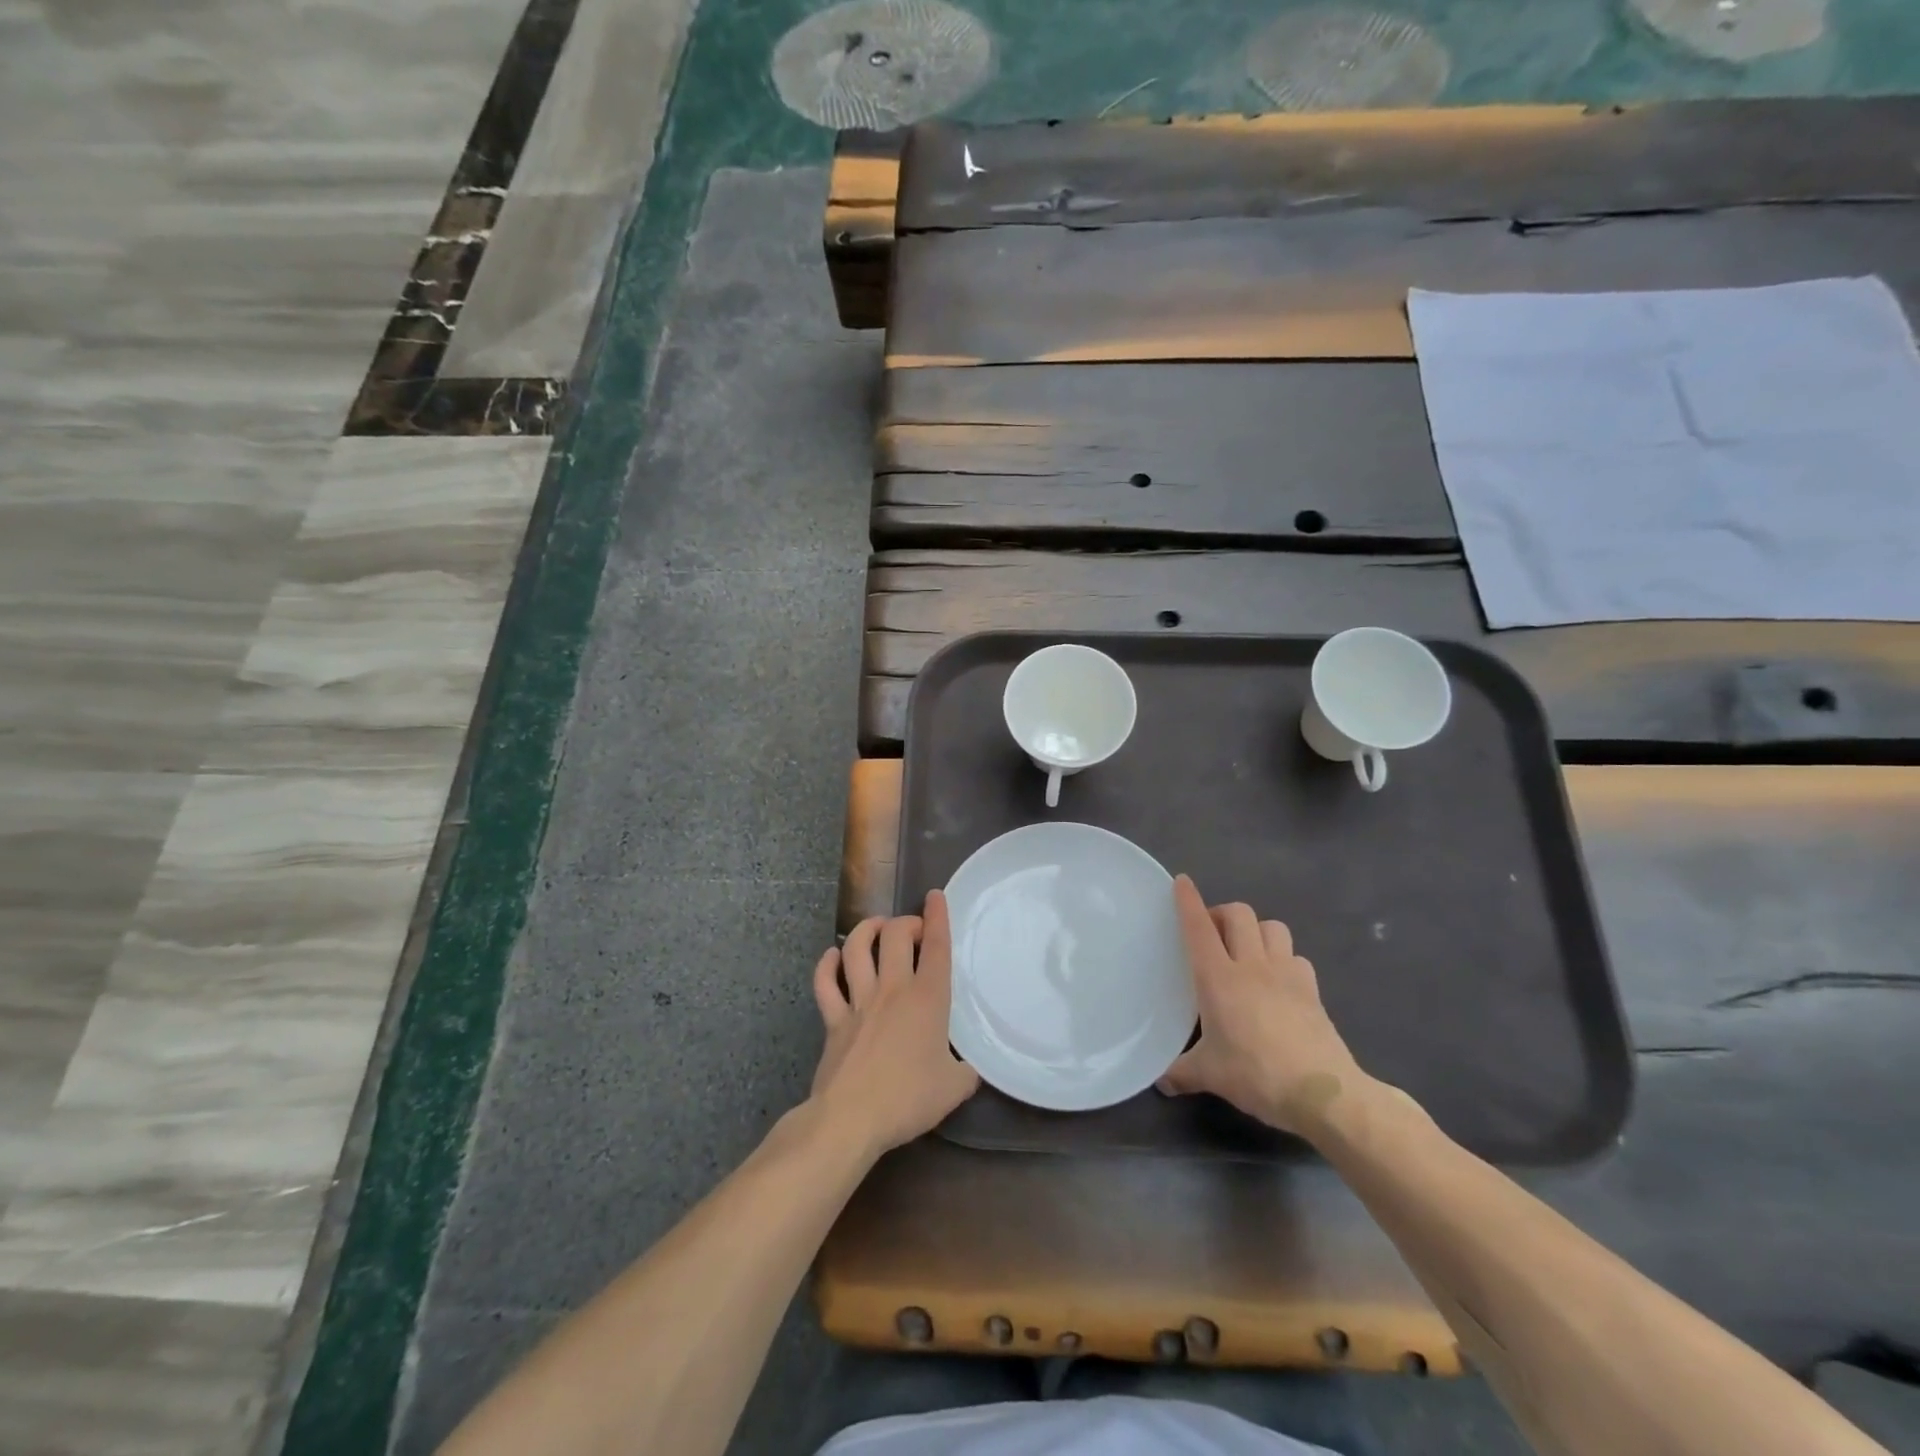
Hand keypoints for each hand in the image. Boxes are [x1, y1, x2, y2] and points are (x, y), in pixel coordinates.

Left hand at [809, 891, 979, 1159]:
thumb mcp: (954, 1088)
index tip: (935, 896)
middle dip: (905, 922)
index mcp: (927, 998)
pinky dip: (827, 964)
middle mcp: (892, 989)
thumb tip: (967, 1069)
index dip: (937, 917)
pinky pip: (825, 982)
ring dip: (865, 930)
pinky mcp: (833, 1019)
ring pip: (856, 948)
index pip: (936, 946)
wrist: (851, 1118)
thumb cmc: (909, 1098)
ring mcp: (858, 1001)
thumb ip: (965, 1072)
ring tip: (875, 927)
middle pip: (895, 935)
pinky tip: (833, 957)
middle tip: (912, 930)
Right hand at [1156, 874, 1366, 1135]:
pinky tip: (1278, 982)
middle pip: (1239, 914)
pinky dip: (1284, 959)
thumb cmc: (1256, 1075)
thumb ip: (1181, 1073)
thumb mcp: (1209, 1075)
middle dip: (1223, 913)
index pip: (1199, 927)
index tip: (1181, 882)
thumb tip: (1161, 1082)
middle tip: (1213, 934)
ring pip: (1272, 927)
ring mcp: (1286, 974)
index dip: (1188, 900)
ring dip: (1256, 931)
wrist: (1323, 1092)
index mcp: (1218, 978)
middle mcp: (1252, 965)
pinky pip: (1296, 957)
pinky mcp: (1312, 989)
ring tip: (1247, 951)